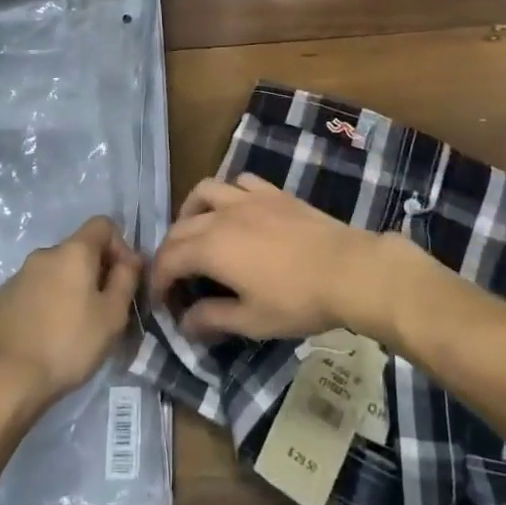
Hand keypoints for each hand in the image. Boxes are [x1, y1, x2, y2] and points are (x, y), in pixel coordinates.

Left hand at [0, 216, 142, 413]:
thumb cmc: (69, 344)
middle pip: (79, 248)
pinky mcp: (4, 297)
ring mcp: (20, 274)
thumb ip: (127, 279)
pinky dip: (49, 300)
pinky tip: (50, 332)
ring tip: (77, 324)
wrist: (8, 380)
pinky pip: (37, 288)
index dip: (120, 245)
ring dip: (72, 286)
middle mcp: (45, 253)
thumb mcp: (113, 315)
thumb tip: (130, 260)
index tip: (125, 278)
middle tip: (105, 307)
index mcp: (73, 251)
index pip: (103, 224)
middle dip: (97, 270)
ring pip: (57, 270)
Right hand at [149, 174, 392, 340]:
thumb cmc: (296, 300)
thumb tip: (184, 323)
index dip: (158, 280)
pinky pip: (240, 182)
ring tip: (196, 231)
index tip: (160, 302)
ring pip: (205, 191)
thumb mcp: (251, 321)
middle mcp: (222, 215)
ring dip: (191, 211)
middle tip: (175, 277)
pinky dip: (228, 193)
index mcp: (211, 247)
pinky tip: (235, 209)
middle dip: (169, 251)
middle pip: (181, 226)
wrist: (347, 269)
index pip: (169, 259)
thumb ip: (212, 319)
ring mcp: (248, 198)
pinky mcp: (273, 192)